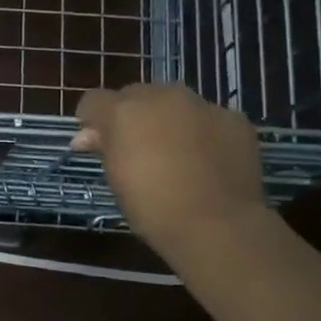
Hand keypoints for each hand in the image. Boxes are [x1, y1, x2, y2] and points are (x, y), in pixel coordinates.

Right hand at [74, 83, 266, 251]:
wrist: (217, 224)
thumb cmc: (152, 207)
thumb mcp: (116, 178)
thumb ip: (103, 147)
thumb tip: (86, 137)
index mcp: (124, 111)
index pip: (94, 100)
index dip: (91, 119)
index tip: (94, 142)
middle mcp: (162, 96)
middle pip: (136, 95)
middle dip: (131, 116)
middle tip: (136, 148)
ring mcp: (202, 105)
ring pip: (175, 103)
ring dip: (168, 120)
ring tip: (176, 153)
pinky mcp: (234, 119)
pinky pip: (209, 119)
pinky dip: (203, 133)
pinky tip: (208, 161)